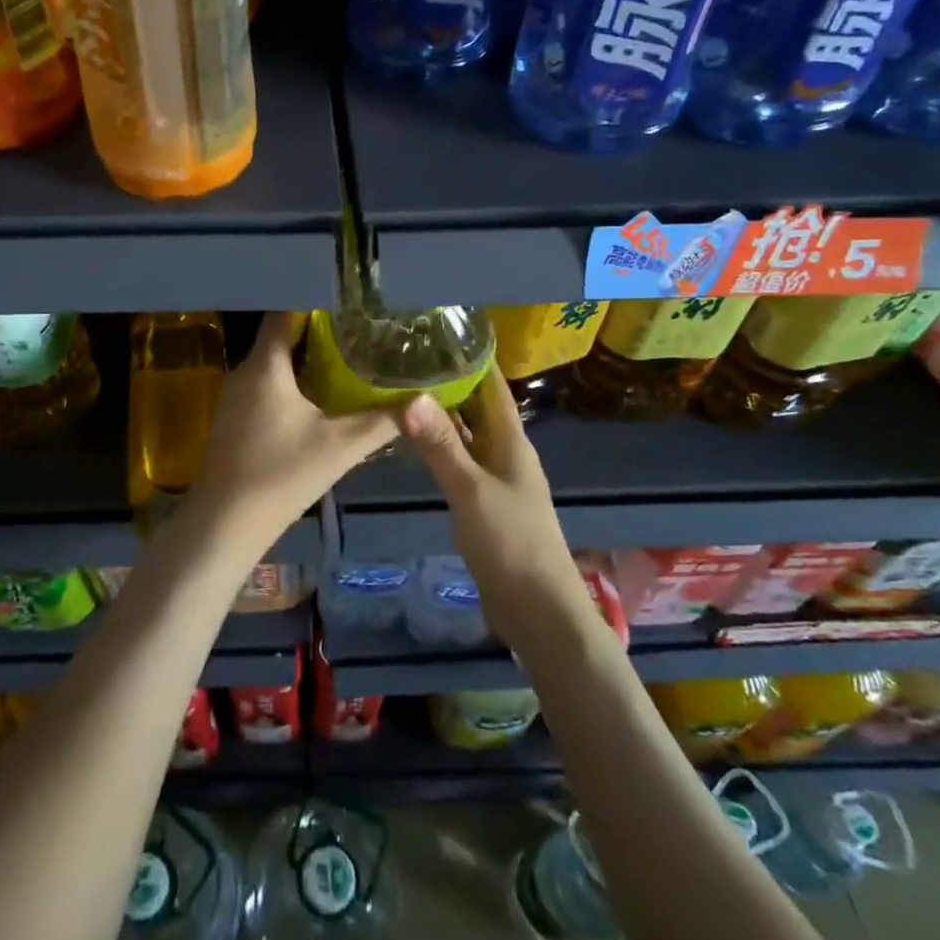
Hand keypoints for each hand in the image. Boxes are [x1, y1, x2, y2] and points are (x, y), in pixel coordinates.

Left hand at [187, 313, 397, 548]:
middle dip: (317, 332)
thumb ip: (382, 421)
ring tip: (345, 358)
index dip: (315, 302)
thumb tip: (422, 400)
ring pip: (272, 364)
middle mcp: (244, 372)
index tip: (348, 301)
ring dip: (304, 360)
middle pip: (280, 338)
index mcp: (265, 366)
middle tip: (357, 329)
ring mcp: (234, 397)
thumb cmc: (281, 475)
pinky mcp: (233, 420)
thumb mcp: (340, 447)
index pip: (284, 313)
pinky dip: (290, 383)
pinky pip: (265, 386)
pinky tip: (316, 398)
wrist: (224, 524)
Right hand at [394, 369, 589, 641]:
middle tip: (406, 356)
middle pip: (476, 405)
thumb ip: (440, 445)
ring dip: (440, 413)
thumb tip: (410, 395)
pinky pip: (458, 460)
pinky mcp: (483, 502)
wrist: (537, 610)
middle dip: (448, 380)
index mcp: (510, 440)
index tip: (437, 330)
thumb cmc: (511, 542)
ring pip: (465, 433)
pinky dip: (438, 445)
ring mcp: (494, 477)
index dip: (471, 356)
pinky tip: (411, 441)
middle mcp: (504, 451)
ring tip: (402, 387)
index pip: (491, 384)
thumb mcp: (470, 490)